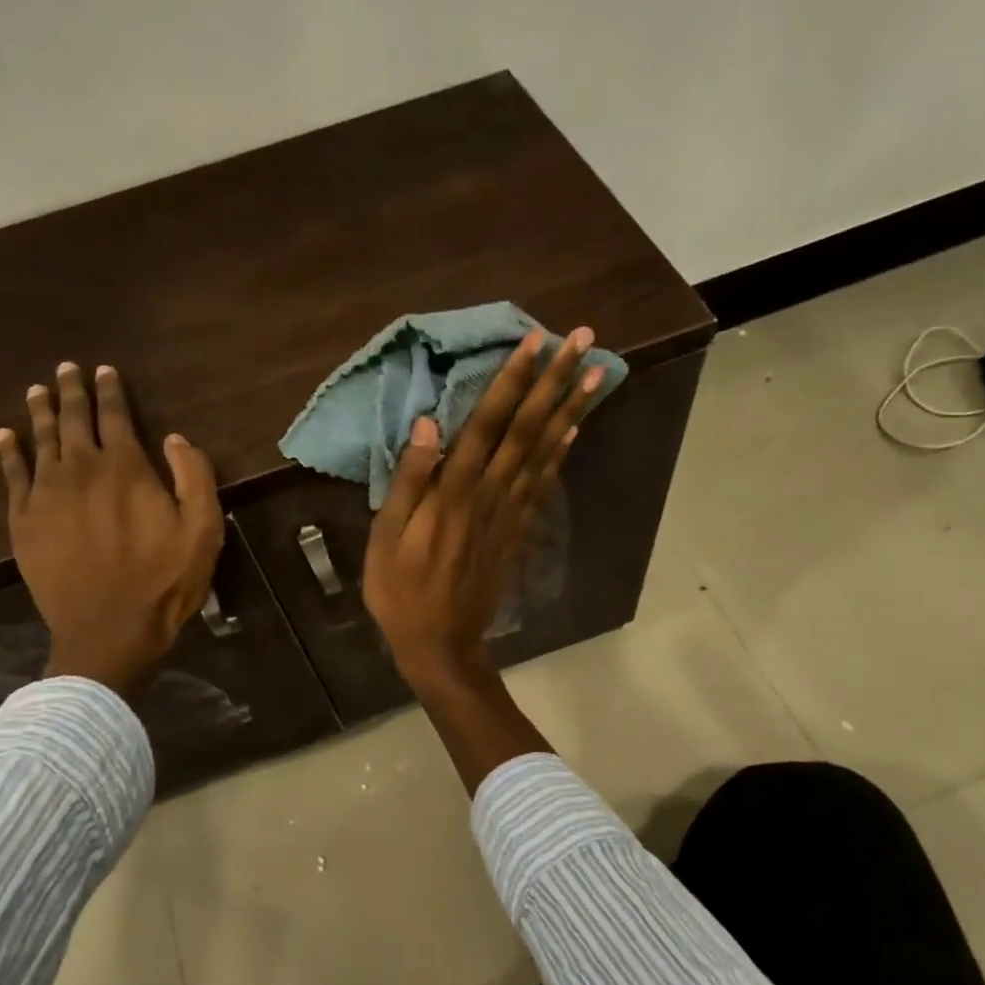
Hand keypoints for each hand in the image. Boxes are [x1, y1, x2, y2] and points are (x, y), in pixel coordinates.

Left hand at [0, 363, 223, 696]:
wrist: (109, 629)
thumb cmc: (164, 580)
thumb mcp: (203, 530)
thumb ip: (194, 477)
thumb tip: (175, 438)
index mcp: (126, 467)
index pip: (115, 415)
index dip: (110, 390)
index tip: (105, 370)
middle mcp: (81, 469)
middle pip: (72, 419)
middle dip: (71, 390)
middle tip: (66, 368)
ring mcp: (46, 493)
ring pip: (39, 439)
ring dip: (40, 411)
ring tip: (38, 390)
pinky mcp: (23, 520)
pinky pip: (12, 474)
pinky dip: (9, 451)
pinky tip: (6, 436)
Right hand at [362, 328, 603, 690]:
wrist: (442, 644)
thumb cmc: (402, 593)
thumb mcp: (387, 539)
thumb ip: (409, 481)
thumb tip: (427, 423)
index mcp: (454, 493)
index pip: (487, 424)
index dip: (511, 381)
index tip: (535, 340)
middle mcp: (490, 495)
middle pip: (527, 429)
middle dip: (554, 382)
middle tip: (584, 339)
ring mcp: (510, 514)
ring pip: (544, 452)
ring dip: (571, 410)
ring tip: (597, 373)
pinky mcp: (518, 531)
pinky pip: (544, 485)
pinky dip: (562, 454)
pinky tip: (575, 430)